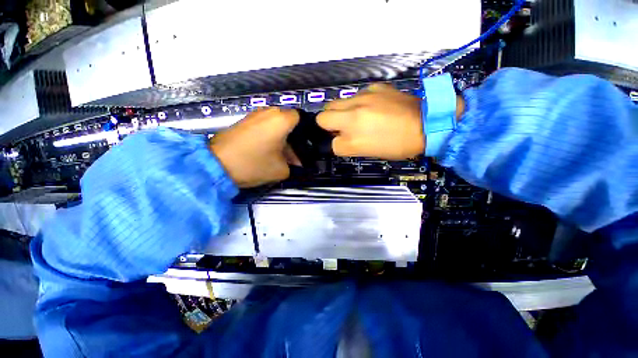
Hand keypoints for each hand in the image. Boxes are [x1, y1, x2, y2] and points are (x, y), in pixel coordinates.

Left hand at [210, 107, 299, 187]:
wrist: (216, 164)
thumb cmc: (253, 164)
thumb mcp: (281, 170)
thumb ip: (293, 165)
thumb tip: (294, 161)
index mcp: (281, 120)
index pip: (300, 117)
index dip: (304, 131)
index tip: (303, 145)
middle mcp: (268, 112)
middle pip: (287, 121)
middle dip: (292, 136)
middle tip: (291, 153)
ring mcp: (254, 114)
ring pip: (275, 123)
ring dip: (280, 137)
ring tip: (278, 154)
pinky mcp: (243, 120)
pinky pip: (263, 125)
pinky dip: (268, 135)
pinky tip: (266, 150)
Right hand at [317, 84, 423, 159]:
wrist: (426, 124)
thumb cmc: (396, 145)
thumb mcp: (366, 151)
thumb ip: (345, 145)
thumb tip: (336, 137)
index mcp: (353, 133)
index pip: (326, 136)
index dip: (331, 138)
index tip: (339, 138)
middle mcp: (353, 112)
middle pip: (323, 114)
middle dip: (329, 122)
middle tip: (344, 128)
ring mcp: (363, 96)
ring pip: (337, 103)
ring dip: (342, 112)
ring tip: (360, 118)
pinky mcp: (375, 87)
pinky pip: (356, 96)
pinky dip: (358, 104)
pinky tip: (373, 108)